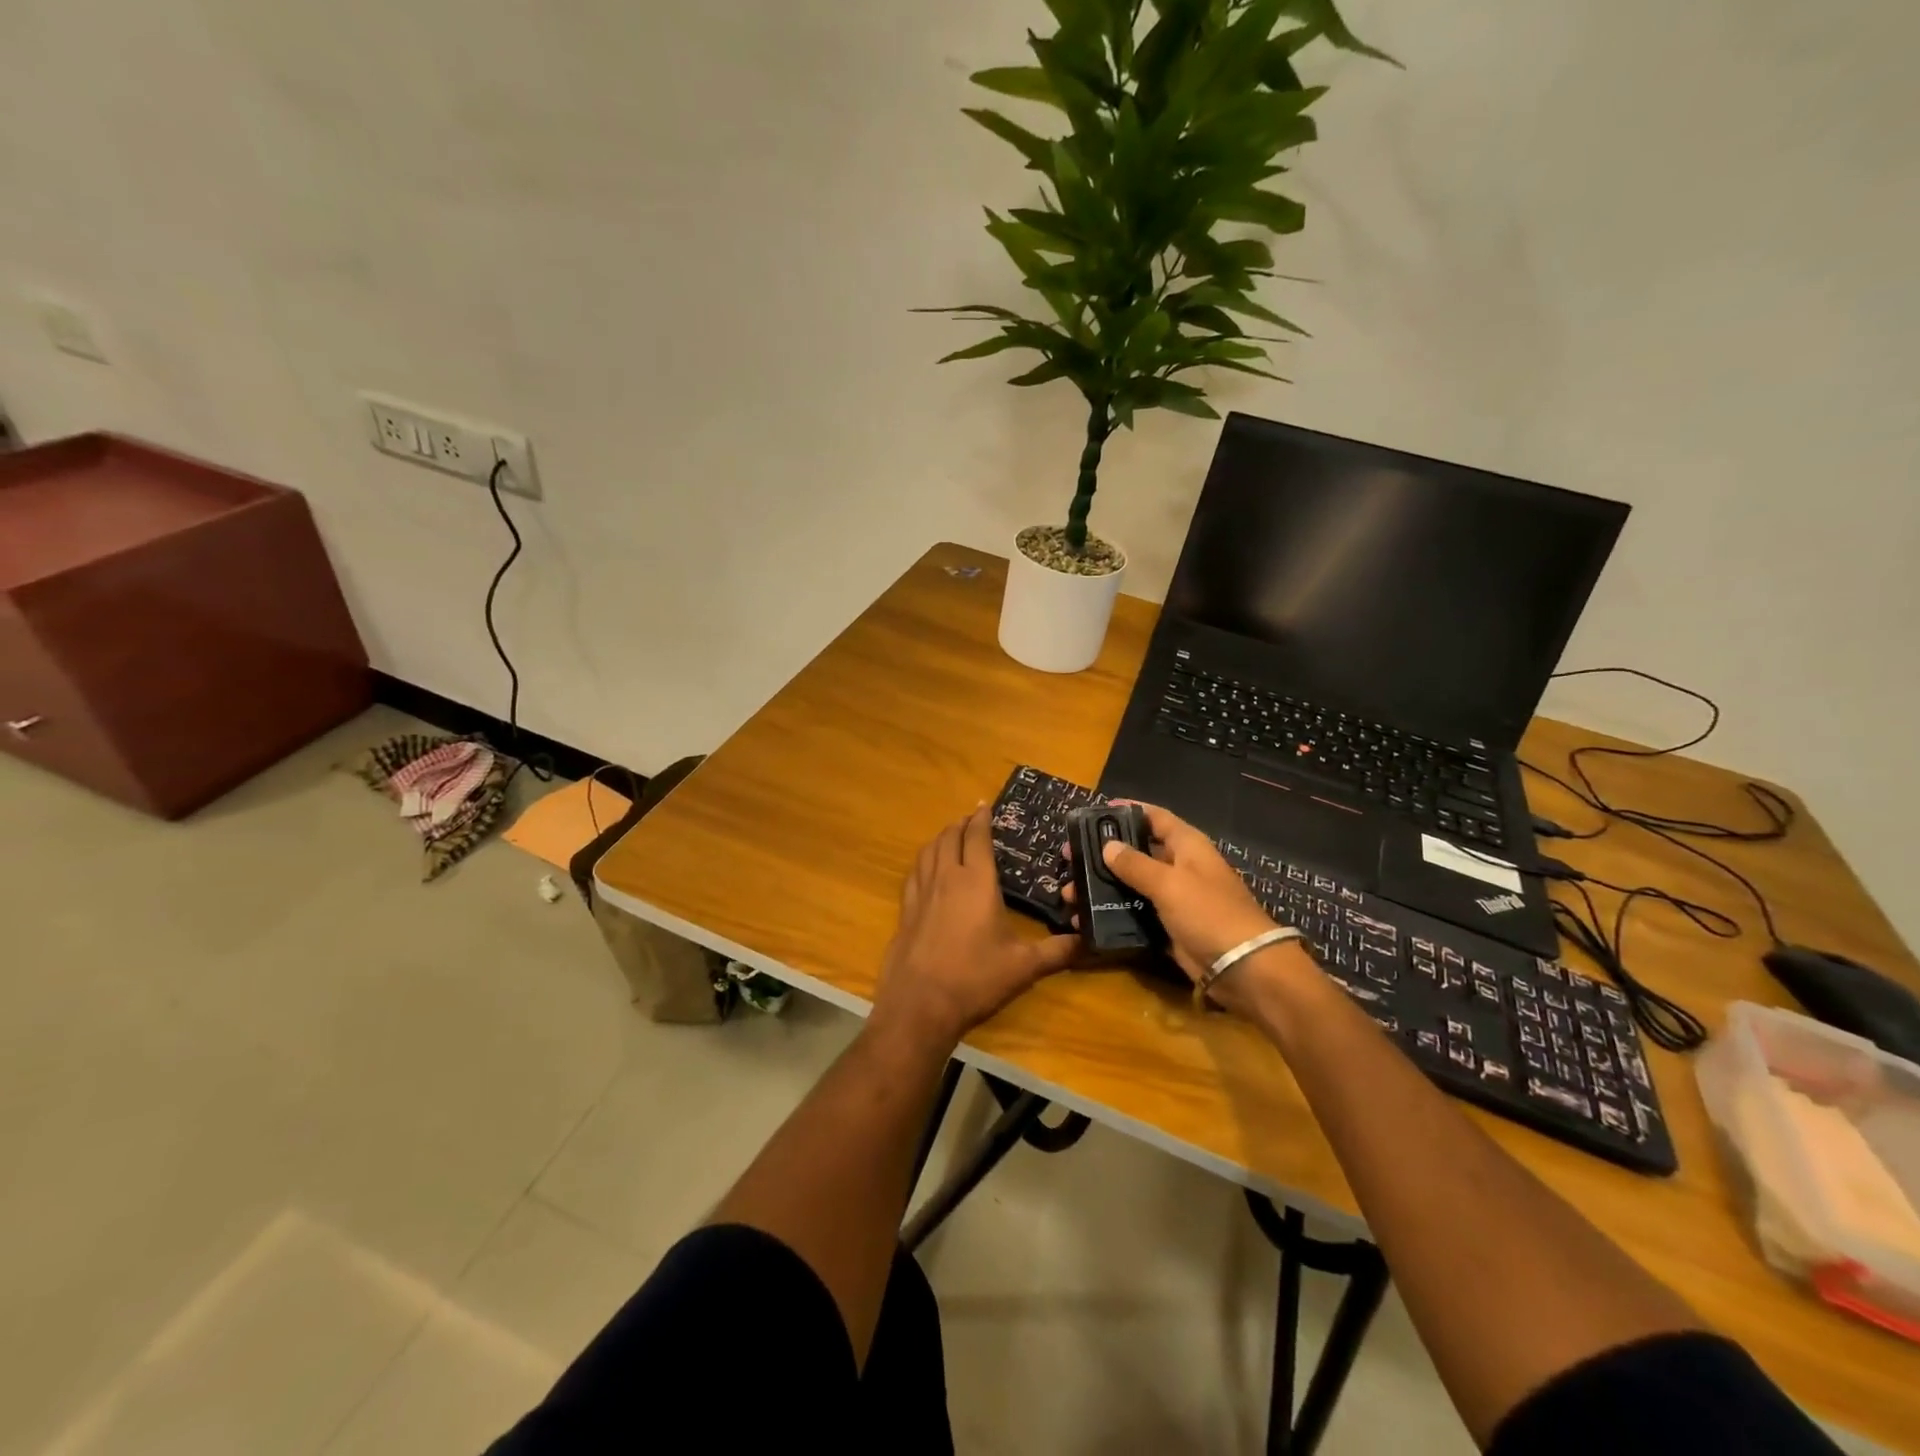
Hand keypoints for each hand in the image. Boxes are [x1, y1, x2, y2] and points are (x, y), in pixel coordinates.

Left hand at [871, 806, 1079, 1047]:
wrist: (920, 1004)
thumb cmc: (975, 979)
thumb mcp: (1024, 966)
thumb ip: (1058, 951)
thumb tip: (1089, 940)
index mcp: (977, 882)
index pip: (978, 838)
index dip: (982, 819)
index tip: (985, 805)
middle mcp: (946, 878)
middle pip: (950, 838)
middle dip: (961, 824)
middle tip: (971, 819)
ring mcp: (921, 893)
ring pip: (929, 851)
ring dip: (941, 838)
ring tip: (950, 836)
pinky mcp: (905, 911)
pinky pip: (914, 873)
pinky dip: (923, 861)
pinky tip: (926, 870)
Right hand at [1064, 802, 1300, 1016]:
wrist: (1244, 968)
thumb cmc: (1209, 913)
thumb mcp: (1169, 883)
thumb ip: (1135, 864)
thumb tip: (1107, 846)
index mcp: (1188, 846)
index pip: (1155, 818)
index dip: (1127, 811)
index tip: (1094, 812)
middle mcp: (1181, 867)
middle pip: (1137, 852)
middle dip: (1103, 853)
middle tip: (1068, 855)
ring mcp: (1175, 899)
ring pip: (1132, 885)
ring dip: (1102, 887)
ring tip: (1069, 891)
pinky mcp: (1169, 928)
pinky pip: (1135, 914)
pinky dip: (1112, 914)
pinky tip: (1085, 918)